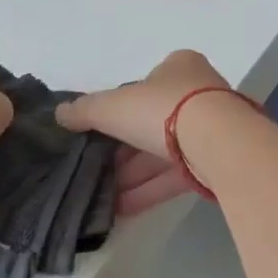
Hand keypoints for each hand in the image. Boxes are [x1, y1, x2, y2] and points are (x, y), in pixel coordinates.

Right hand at [57, 51, 237, 215]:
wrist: (218, 143)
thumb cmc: (162, 109)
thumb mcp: (113, 106)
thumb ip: (85, 110)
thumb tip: (60, 114)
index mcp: (178, 68)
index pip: (142, 88)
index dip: (117, 110)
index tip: (96, 133)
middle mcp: (199, 94)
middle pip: (151, 123)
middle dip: (122, 151)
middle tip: (93, 170)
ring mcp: (211, 130)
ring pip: (163, 153)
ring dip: (132, 175)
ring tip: (101, 196)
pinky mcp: (217, 163)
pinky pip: (175, 176)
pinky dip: (149, 190)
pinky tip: (121, 209)